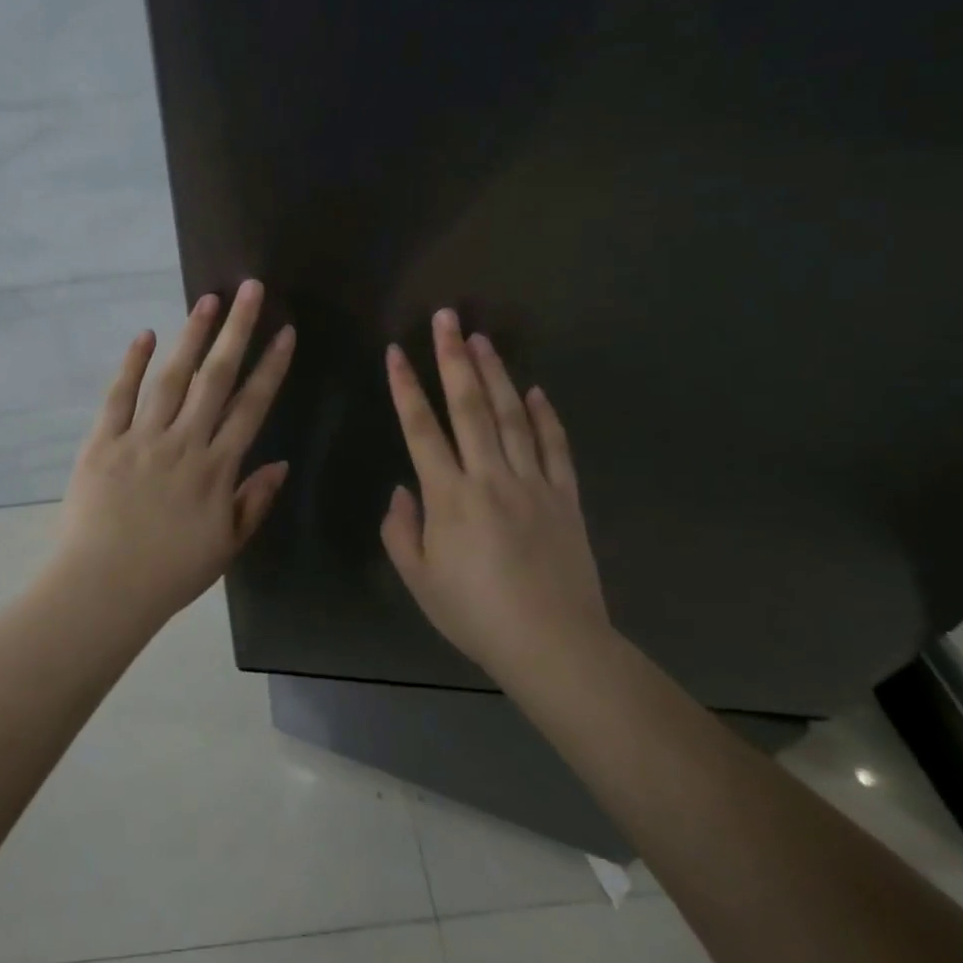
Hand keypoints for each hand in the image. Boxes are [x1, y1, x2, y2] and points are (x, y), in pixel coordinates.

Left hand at [54, 279, 294, 623]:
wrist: (104, 589)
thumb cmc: (170, 573)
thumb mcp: (225, 546)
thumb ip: (253, 502)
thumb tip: (280, 463)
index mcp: (216, 469)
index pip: (251, 407)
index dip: (271, 367)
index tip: (285, 333)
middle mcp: (184, 443)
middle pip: (216, 378)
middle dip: (237, 332)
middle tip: (251, 290)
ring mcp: (141, 439)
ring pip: (172, 378)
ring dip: (192, 336)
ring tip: (208, 300)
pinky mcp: (102, 442)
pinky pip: (119, 397)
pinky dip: (132, 365)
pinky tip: (146, 335)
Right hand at [380, 309, 609, 677]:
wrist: (552, 643)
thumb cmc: (475, 614)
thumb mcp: (419, 579)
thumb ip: (401, 530)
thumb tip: (403, 490)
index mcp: (448, 496)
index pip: (421, 429)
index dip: (406, 387)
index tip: (396, 351)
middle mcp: (490, 476)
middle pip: (469, 406)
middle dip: (454, 358)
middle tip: (447, 318)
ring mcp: (533, 483)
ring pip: (512, 416)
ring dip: (495, 374)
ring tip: (482, 339)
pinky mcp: (565, 497)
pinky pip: (555, 447)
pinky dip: (546, 416)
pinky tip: (536, 391)